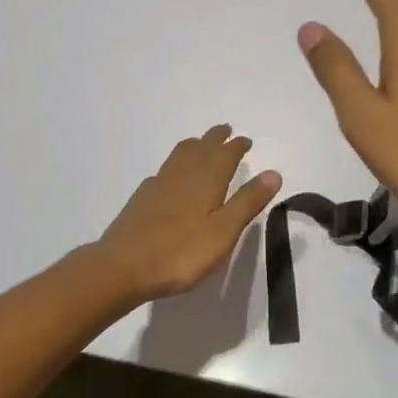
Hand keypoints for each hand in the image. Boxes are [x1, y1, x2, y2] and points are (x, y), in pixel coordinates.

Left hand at [92, 126, 281, 301]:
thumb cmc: (180, 252)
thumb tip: (274, 173)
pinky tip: (173, 177)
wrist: (123, 266)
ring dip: (195, 145)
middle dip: (216, 137)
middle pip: (201, 147)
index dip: (236, 146)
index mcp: (206, 180)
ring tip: (202, 145)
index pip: (225, 154)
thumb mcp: (223, 232)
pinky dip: (176, 165)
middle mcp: (182, 174)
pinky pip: (165, 170)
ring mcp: (159, 183)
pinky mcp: (143, 197)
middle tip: (226, 131)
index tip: (245, 140)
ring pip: (180, 154)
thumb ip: (247, 202)